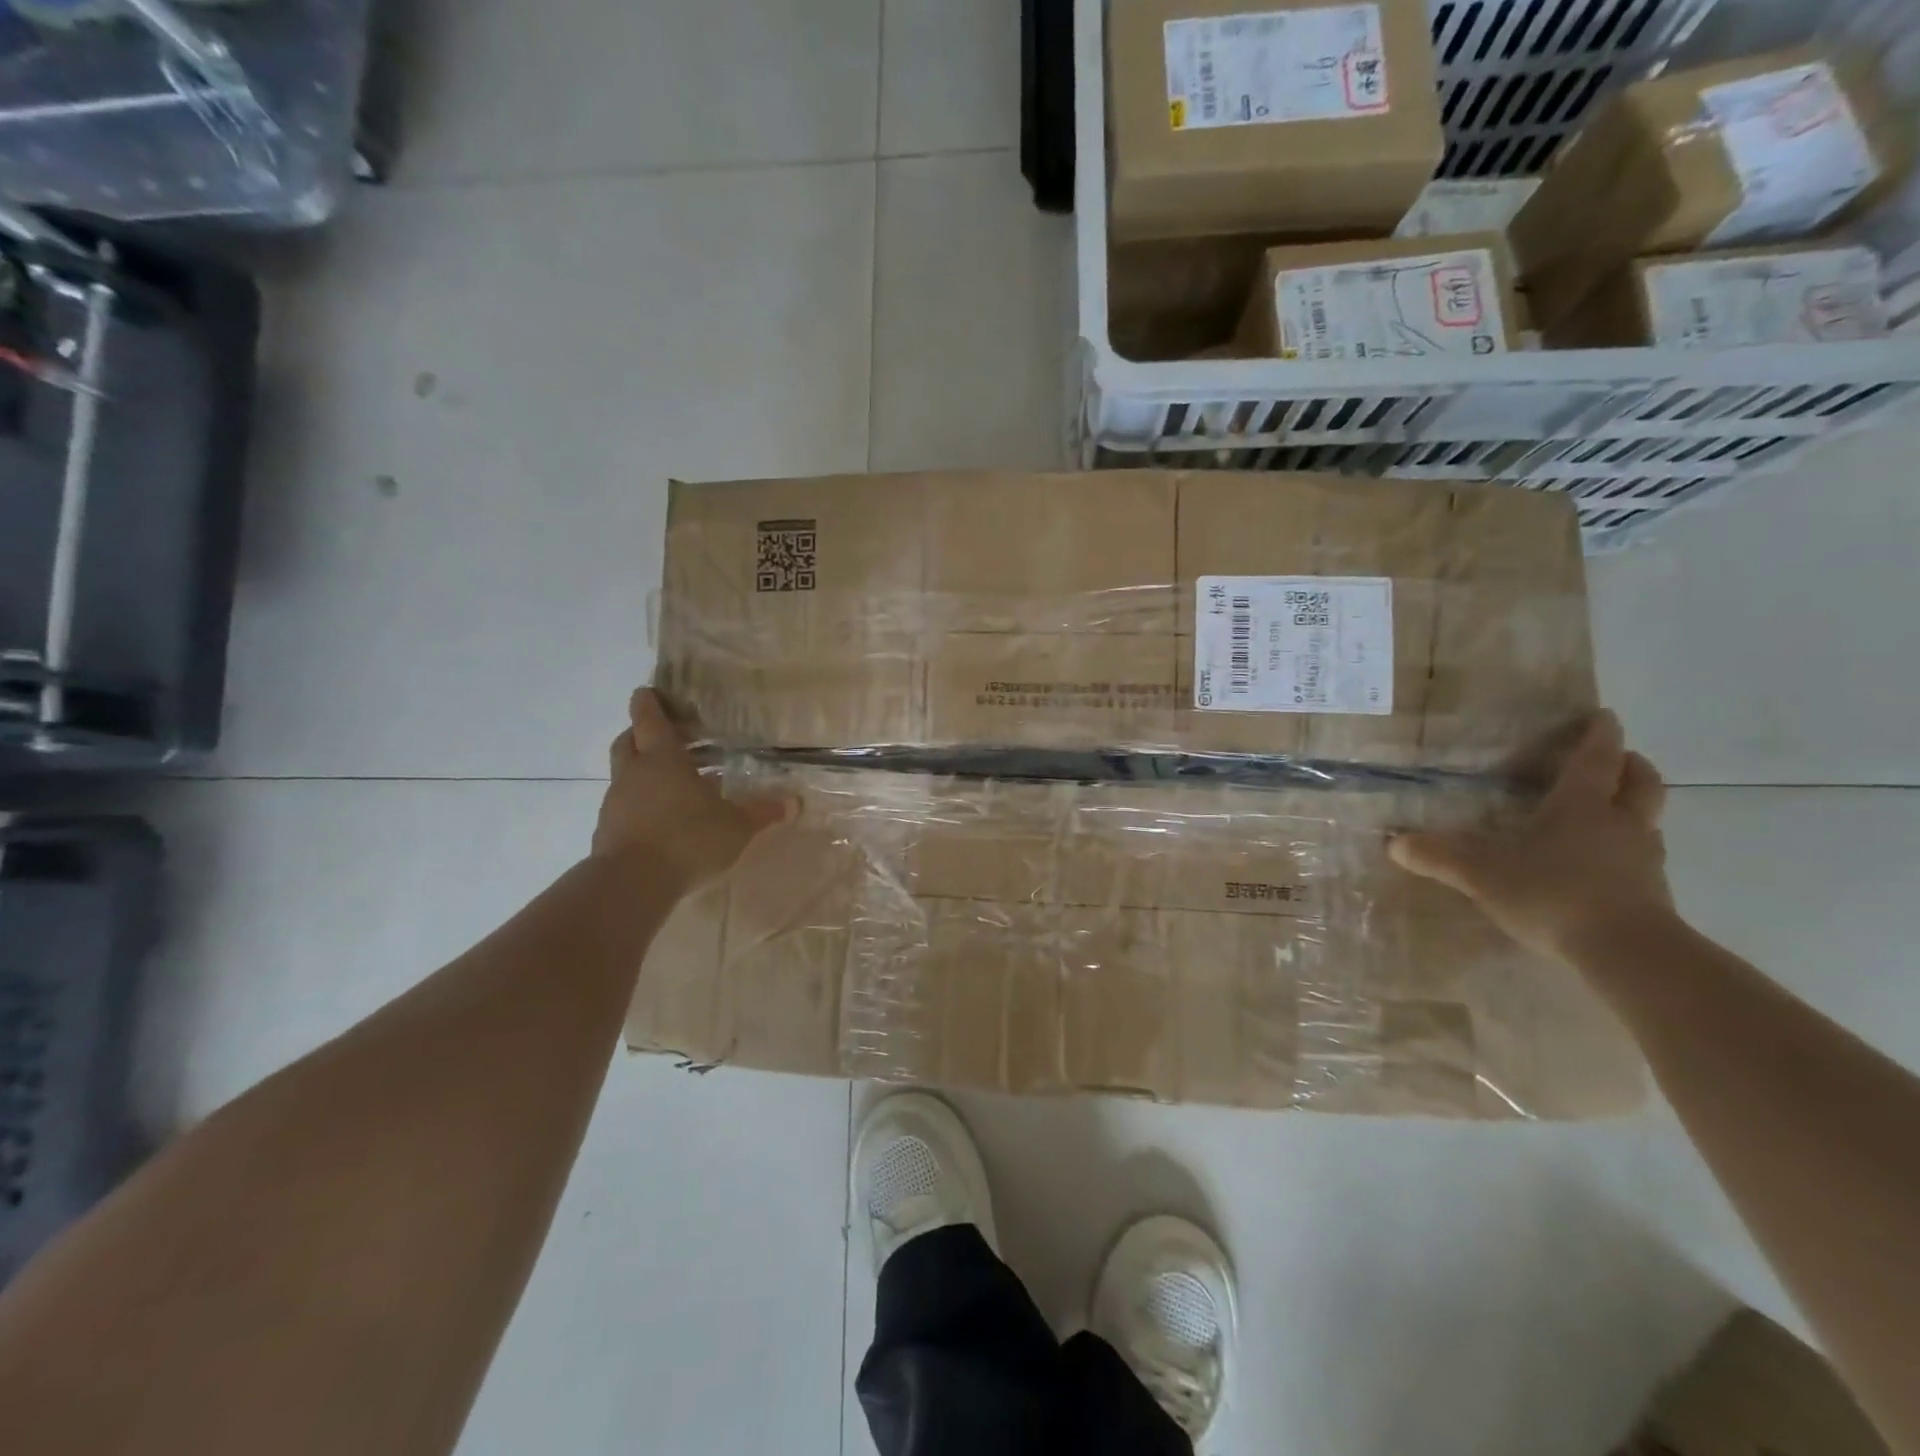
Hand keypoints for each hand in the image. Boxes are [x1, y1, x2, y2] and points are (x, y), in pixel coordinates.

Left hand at [592, 689, 792, 893]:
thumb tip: (795, 802)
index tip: (646, 692)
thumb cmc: (688, 838)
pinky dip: (637, 805)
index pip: (649, 719)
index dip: (648, 703)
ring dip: (641, 773)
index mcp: (663, 759)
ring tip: (670, 786)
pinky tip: (659, 821)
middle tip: (662, 736)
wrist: (632, 883)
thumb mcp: (736, 826)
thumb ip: (762, 812)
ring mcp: (615, 802)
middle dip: (640, 734)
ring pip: (624, 775)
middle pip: (628, 741)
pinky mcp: (607, 831)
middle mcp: (634, 773)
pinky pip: (622, 807)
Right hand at [1388, 710, 1675, 962]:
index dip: (1599, 735)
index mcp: (1581, 806)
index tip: (1603, 716)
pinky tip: (1604, 865)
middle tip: (1618, 758)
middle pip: (1641, 783)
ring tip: (1609, 811)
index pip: (1594, 759)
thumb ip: (1438, 856)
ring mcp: (1643, 860)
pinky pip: (1643, 858)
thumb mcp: (1481, 873)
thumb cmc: (1553, 893)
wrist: (1628, 953)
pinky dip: (1628, 850)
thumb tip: (1393, 843)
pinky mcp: (1653, 895)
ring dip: (1633, 808)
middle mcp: (1619, 824)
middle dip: (1630, 766)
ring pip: (1647, 820)